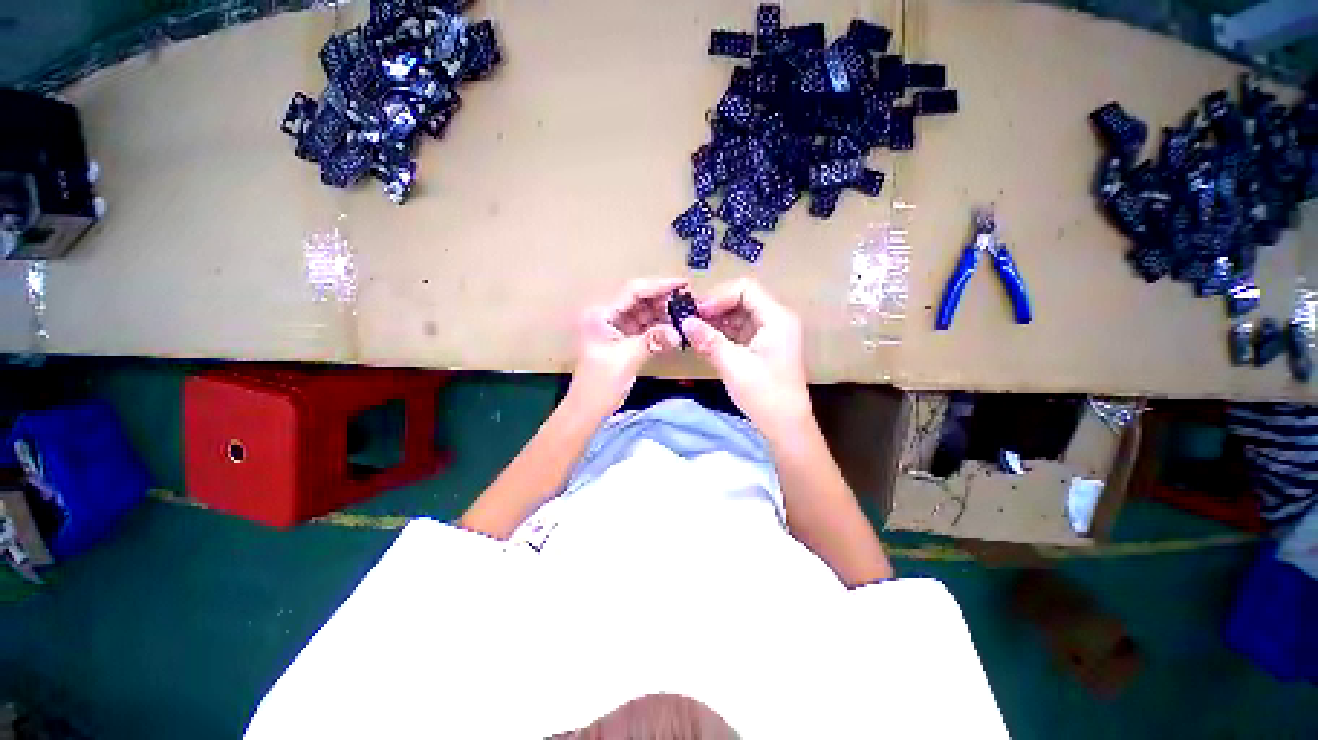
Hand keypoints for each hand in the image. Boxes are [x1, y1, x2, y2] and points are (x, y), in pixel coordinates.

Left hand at [567, 277, 685, 418]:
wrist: (587, 410)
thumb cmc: (599, 385)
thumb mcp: (626, 359)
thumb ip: (652, 341)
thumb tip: (679, 332)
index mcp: (601, 314)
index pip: (633, 291)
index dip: (659, 285)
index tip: (683, 284)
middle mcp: (607, 316)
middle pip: (639, 300)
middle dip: (663, 300)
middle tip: (689, 302)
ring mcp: (614, 328)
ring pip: (643, 313)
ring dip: (663, 314)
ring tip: (686, 314)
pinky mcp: (622, 341)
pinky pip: (644, 328)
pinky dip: (658, 328)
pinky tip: (675, 328)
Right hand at [681, 278, 811, 432]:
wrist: (785, 426)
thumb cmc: (765, 394)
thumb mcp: (733, 365)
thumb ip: (708, 340)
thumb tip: (684, 322)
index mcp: (776, 318)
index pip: (745, 289)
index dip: (719, 296)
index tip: (697, 313)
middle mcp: (775, 320)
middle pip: (741, 299)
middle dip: (715, 308)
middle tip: (690, 320)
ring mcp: (769, 333)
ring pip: (738, 315)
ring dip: (716, 321)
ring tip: (693, 331)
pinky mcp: (762, 347)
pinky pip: (739, 331)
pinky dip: (722, 333)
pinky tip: (704, 341)